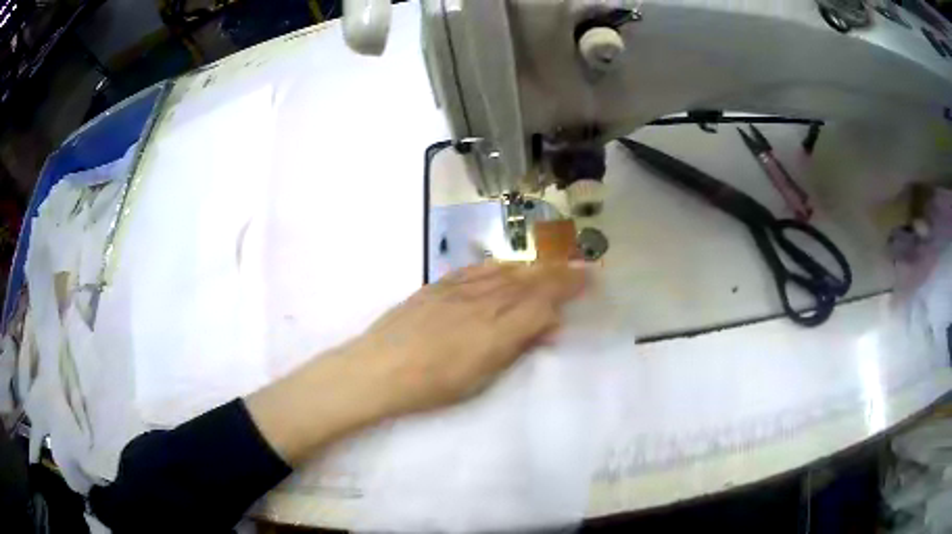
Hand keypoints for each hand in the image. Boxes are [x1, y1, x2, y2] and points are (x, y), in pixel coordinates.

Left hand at [246, 262, 584, 464]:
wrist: (378, 368)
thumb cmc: (432, 386)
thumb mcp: (481, 377)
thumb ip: (516, 347)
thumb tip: (546, 326)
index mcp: (497, 328)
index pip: (544, 300)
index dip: (569, 288)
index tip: (590, 279)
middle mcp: (483, 301)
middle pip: (529, 280)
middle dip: (559, 272)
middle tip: (581, 266)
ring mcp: (459, 289)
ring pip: (505, 271)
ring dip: (533, 266)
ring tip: (550, 264)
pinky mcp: (438, 285)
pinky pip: (476, 269)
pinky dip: (498, 265)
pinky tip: (505, 265)